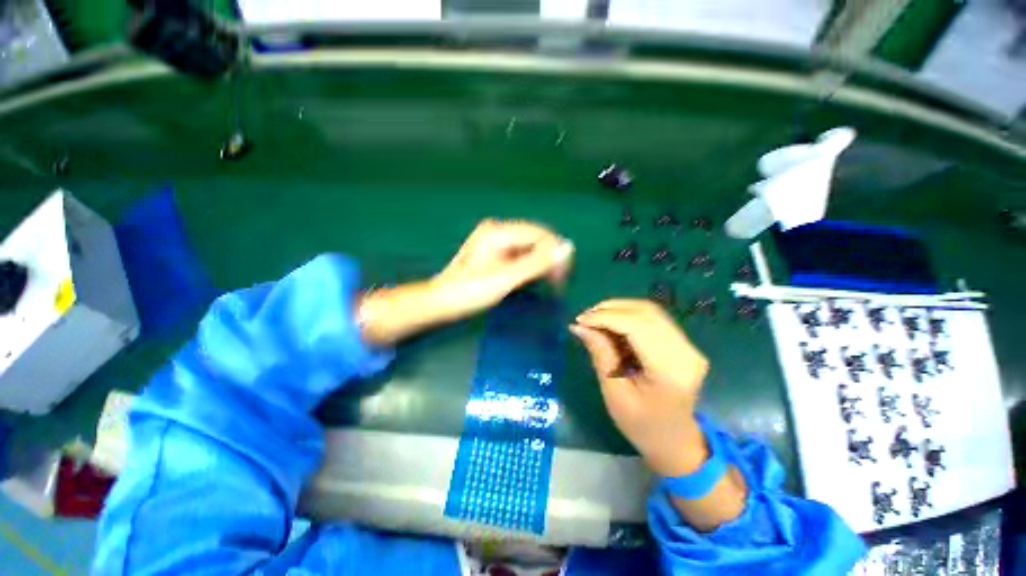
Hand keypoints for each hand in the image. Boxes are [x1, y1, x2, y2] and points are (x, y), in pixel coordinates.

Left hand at [358, 219, 572, 344]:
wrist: (438, 303)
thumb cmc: (469, 292)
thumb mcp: (505, 279)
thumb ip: (537, 263)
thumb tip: (567, 248)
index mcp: (499, 231)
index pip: (540, 234)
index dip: (556, 252)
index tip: (564, 277)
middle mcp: (498, 231)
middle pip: (535, 239)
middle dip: (550, 259)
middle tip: (558, 283)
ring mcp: (495, 242)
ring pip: (529, 248)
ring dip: (541, 264)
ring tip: (549, 284)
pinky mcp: (494, 254)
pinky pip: (520, 256)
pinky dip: (530, 267)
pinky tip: (532, 280)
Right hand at [570, 299, 709, 477]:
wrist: (675, 441)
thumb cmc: (641, 426)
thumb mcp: (614, 393)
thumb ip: (600, 354)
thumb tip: (580, 326)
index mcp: (670, 370)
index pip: (637, 327)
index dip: (606, 317)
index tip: (579, 320)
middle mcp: (686, 352)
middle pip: (646, 313)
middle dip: (610, 309)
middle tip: (584, 317)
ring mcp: (688, 346)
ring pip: (650, 311)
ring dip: (618, 309)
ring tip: (594, 318)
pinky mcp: (683, 343)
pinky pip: (653, 319)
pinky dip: (628, 316)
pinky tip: (611, 324)